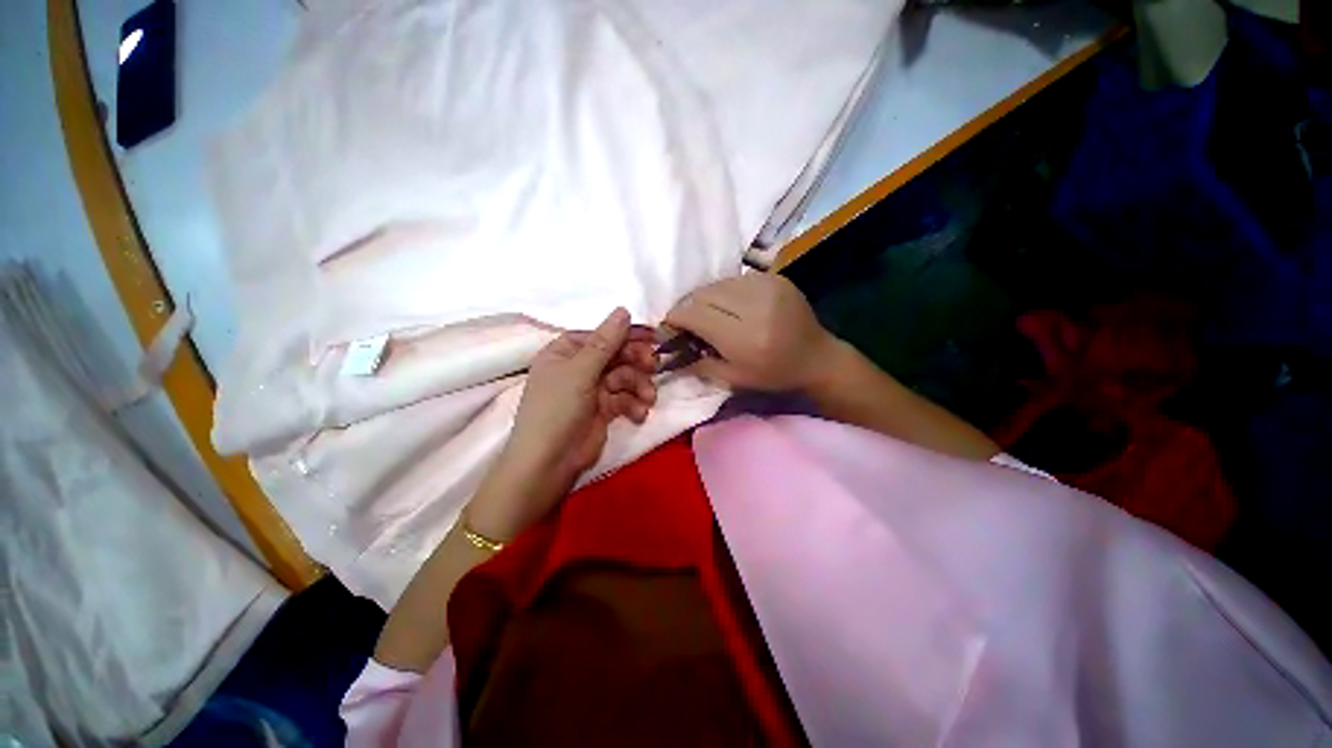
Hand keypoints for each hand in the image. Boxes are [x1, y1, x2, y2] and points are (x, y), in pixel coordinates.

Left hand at [467, 308, 656, 538]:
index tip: (653, 336)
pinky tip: (639, 414)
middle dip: (636, 362)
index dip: (625, 335)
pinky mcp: (604, 410)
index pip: (600, 335)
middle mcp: (578, 367)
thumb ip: (605, 342)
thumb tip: (624, 309)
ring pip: (624, 377)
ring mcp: (592, 389)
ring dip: (639, 386)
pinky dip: (634, 405)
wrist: (548, 464)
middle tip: (654, 366)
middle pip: (615, 355)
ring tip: (648, 398)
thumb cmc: (557, 410)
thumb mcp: (580, 372)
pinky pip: (625, 399)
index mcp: (565, 352)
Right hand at [665, 274, 838, 391]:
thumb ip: (698, 363)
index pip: (696, 314)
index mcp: (745, 337)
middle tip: (688, 322)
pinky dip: (724, 292)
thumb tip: (667, 352)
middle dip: (688, 307)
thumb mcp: (734, 378)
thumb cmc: (774, 374)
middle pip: (703, 294)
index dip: (676, 318)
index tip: (670, 327)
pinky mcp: (775, 277)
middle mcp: (755, 305)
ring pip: (717, 283)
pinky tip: (728, 306)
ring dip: (705, 298)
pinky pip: (735, 279)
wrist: (817, 357)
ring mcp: (767, 286)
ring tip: (708, 314)